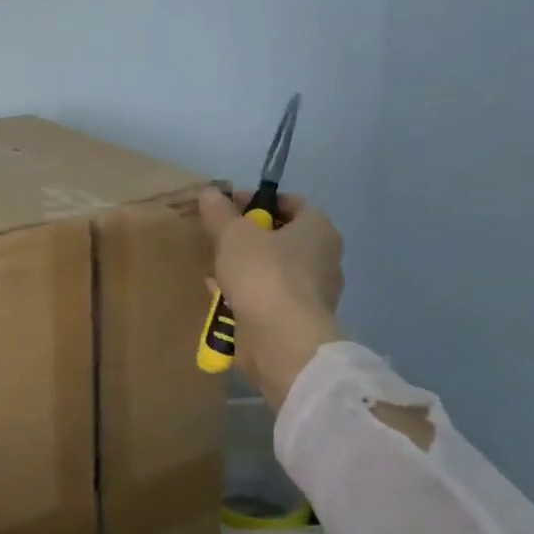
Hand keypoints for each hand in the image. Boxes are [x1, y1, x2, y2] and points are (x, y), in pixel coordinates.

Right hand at [199, 186, 344, 409]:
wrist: (281, 341)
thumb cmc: (263, 273)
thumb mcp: (233, 233)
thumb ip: (219, 212)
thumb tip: (210, 192)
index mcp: (318, 231)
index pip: (293, 204)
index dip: (260, 200)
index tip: (230, 206)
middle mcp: (323, 260)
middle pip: (283, 238)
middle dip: (250, 235)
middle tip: (220, 236)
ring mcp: (313, 294)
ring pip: (274, 269)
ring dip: (246, 266)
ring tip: (215, 265)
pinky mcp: (297, 321)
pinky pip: (268, 297)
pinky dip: (246, 292)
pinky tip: (219, 293)